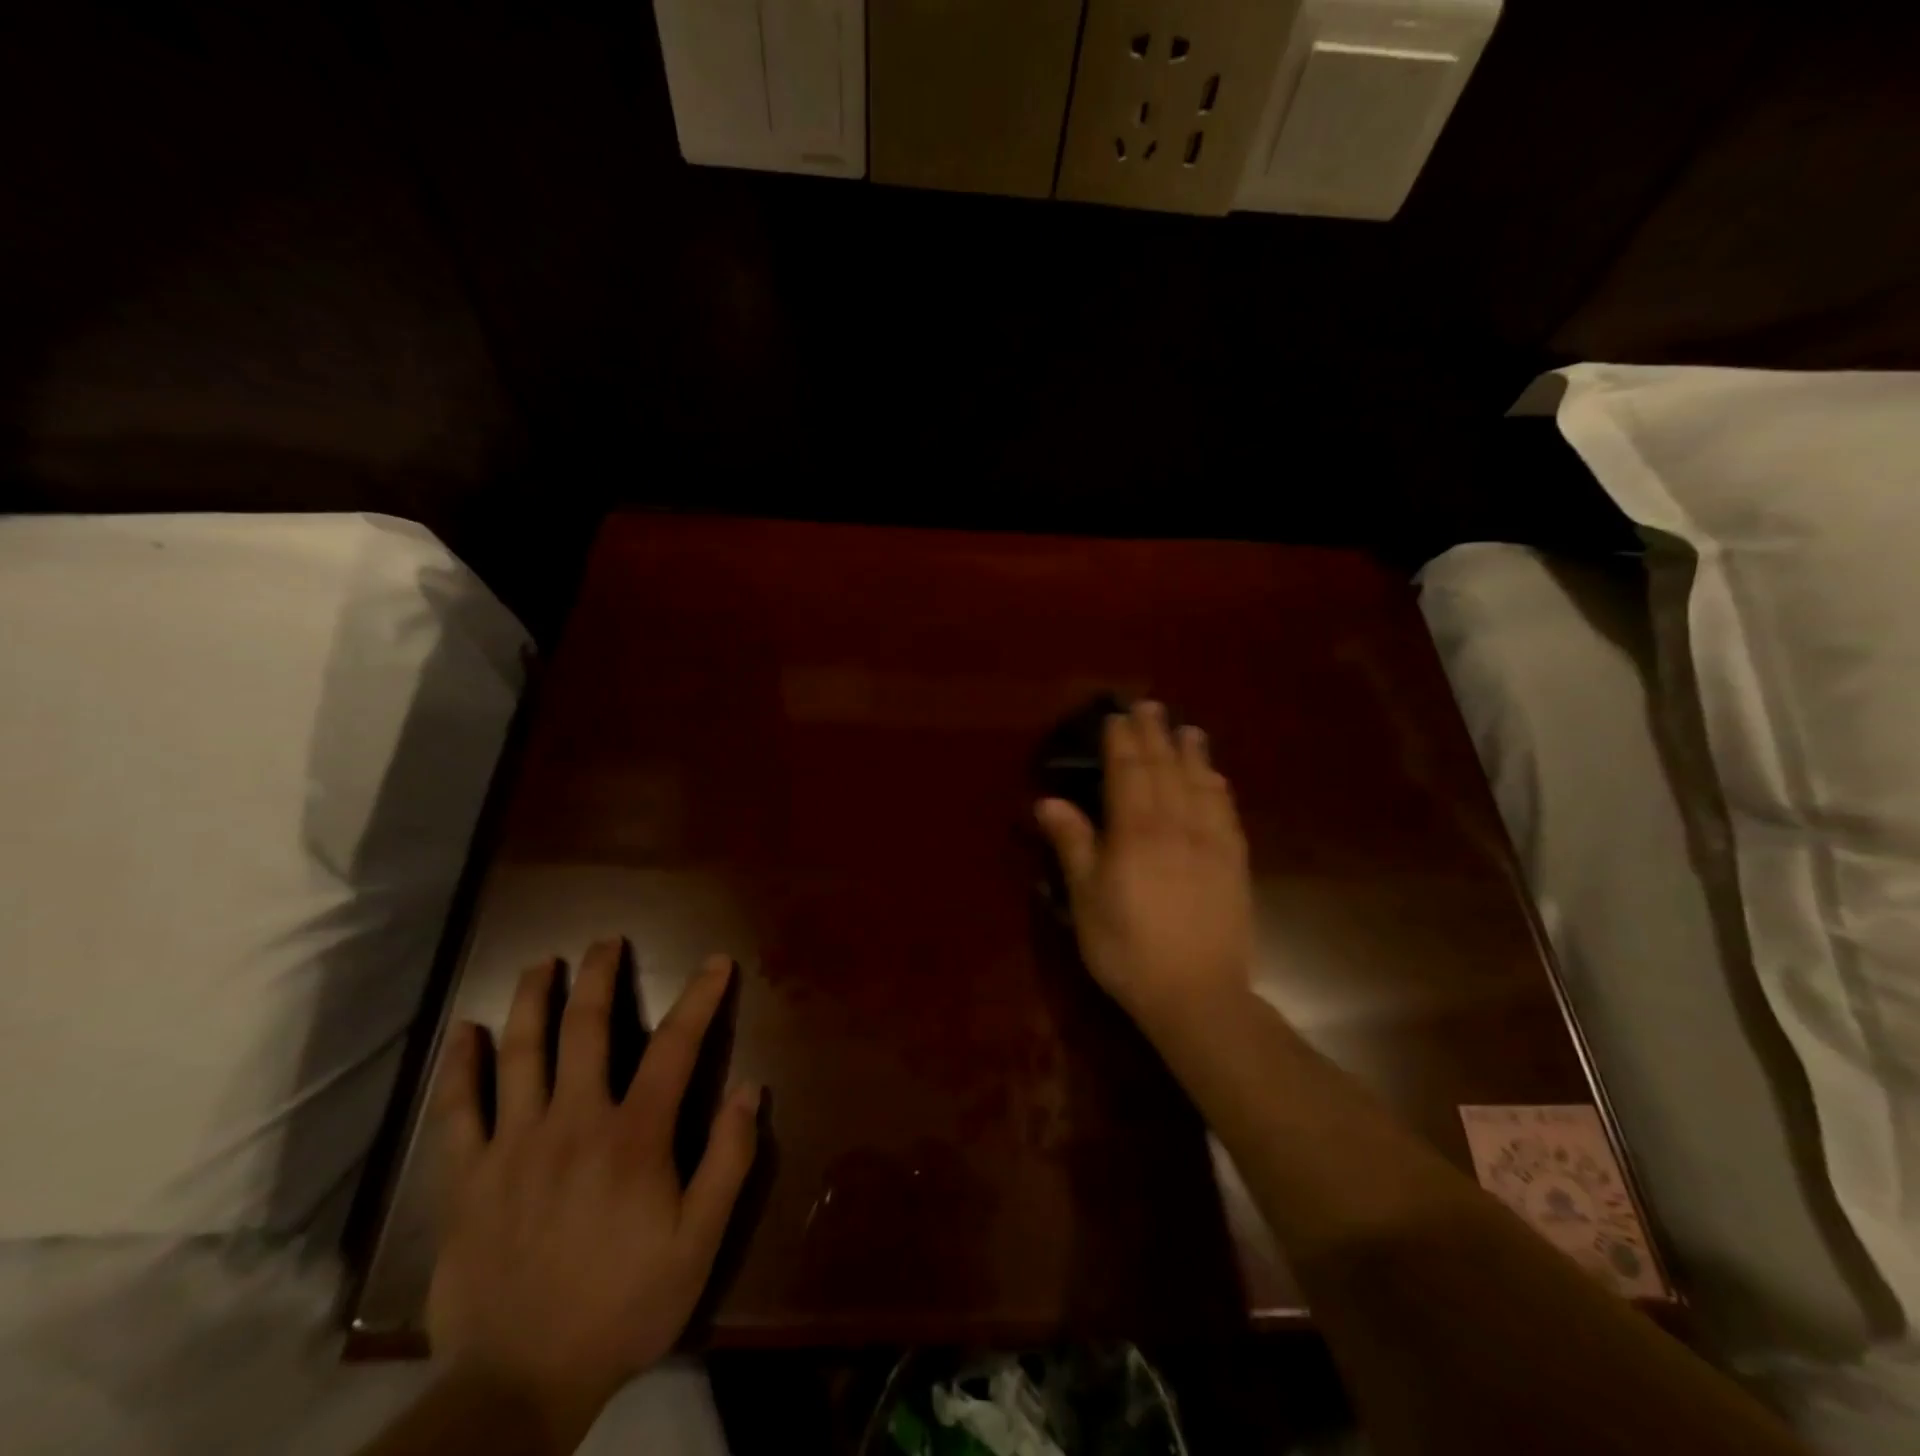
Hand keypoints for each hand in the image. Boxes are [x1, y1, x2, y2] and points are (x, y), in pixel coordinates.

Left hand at [426, 943, 759, 1451]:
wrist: (517, 1387)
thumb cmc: (623, 1307)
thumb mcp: (699, 1243)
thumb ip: (728, 1160)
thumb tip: (752, 1089)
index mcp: (634, 1136)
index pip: (675, 1046)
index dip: (699, 998)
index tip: (716, 963)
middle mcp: (573, 1122)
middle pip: (586, 1029)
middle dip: (600, 977)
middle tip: (606, 941)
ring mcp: (513, 1146)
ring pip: (520, 1054)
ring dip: (533, 1001)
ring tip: (542, 964)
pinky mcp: (466, 1179)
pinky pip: (457, 1111)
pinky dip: (459, 1067)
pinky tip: (464, 1033)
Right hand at [1036, 701, 1253, 1028]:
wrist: (1197, 994)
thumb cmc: (1127, 948)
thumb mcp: (1086, 899)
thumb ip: (1073, 844)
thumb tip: (1048, 800)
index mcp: (1135, 831)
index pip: (1128, 771)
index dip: (1121, 741)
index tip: (1117, 715)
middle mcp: (1176, 824)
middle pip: (1165, 768)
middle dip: (1155, 734)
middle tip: (1150, 706)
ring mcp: (1211, 842)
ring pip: (1200, 783)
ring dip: (1192, 753)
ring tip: (1188, 729)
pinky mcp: (1234, 863)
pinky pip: (1227, 811)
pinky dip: (1218, 787)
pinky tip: (1216, 779)